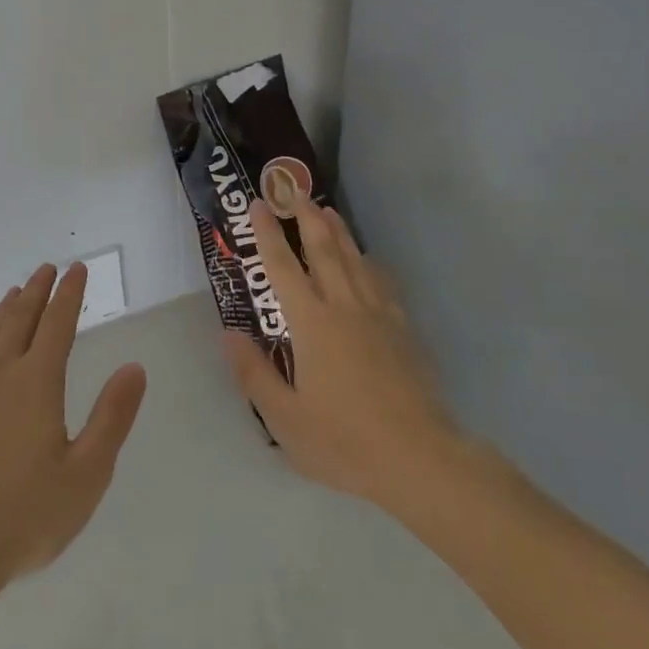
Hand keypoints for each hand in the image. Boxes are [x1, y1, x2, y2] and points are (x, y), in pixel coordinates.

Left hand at [0, 262, 147, 590]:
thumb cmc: (25, 515)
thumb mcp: (86, 474)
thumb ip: (112, 417)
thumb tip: (134, 367)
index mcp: (37, 382)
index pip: (58, 324)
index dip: (69, 294)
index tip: (77, 269)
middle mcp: (2, 373)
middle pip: (22, 319)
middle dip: (38, 290)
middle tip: (48, 268)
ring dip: (9, 308)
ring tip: (18, 291)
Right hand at [222, 198, 462, 511]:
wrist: (419, 458)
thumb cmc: (345, 441)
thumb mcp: (286, 418)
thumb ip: (254, 373)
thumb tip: (228, 333)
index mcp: (311, 322)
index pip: (282, 267)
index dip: (268, 233)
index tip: (258, 204)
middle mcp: (343, 305)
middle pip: (323, 249)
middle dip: (306, 216)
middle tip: (294, 191)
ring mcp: (377, 314)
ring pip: (354, 258)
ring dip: (338, 230)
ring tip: (327, 209)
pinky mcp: (402, 328)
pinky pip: (381, 281)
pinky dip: (369, 262)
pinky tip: (368, 260)